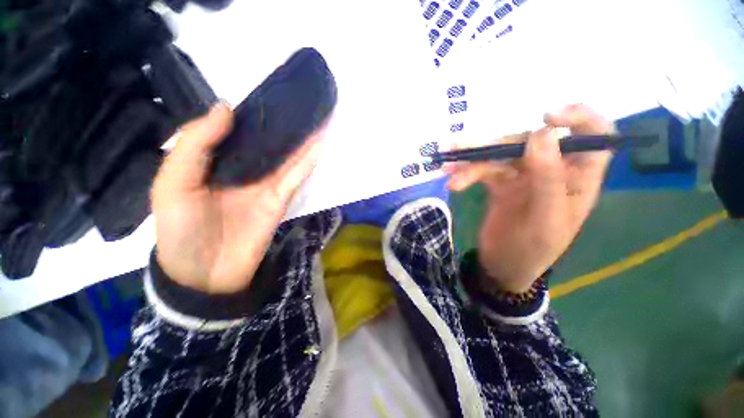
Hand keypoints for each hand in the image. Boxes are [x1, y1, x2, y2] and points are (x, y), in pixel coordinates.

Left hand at [152, 103, 325, 293]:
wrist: (205, 274)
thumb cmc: (180, 229)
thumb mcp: (172, 183)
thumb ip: (196, 144)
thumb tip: (226, 107)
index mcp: (213, 161)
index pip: (235, 130)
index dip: (250, 112)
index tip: (267, 92)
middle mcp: (242, 169)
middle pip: (265, 141)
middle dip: (281, 123)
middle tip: (298, 99)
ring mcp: (265, 185)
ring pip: (286, 156)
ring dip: (301, 138)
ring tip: (315, 115)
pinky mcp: (281, 199)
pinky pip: (296, 176)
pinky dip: (308, 161)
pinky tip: (319, 143)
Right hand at [448, 104, 612, 292]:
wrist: (503, 266)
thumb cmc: (532, 250)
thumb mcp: (545, 220)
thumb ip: (548, 178)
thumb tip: (541, 134)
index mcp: (577, 178)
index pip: (593, 136)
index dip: (577, 118)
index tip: (546, 117)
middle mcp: (552, 170)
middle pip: (530, 142)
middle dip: (496, 145)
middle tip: (464, 151)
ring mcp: (523, 175)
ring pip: (499, 155)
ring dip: (472, 160)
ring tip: (448, 168)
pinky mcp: (500, 183)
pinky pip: (483, 169)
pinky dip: (467, 173)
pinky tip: (453, 181)